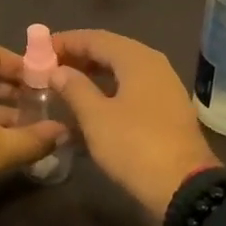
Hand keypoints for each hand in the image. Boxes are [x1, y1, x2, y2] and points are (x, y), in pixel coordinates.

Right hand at [48, 29, 220, 217]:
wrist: (184, 187)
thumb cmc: (134, 145)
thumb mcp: (96, 117)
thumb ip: (74, 88)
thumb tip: (58, 70)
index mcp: (137, 58)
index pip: (95, 38)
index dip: (66, 41)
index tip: (40, 50)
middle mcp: (154, 64)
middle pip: (111, 51)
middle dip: (79, 57)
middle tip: (50, 67)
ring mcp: (165, 87)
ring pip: (123, 71)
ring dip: (94, 74)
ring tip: (65, 85)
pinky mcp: (168, 109)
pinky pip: (133, 88)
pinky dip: (110, 90)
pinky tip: (92, 106)